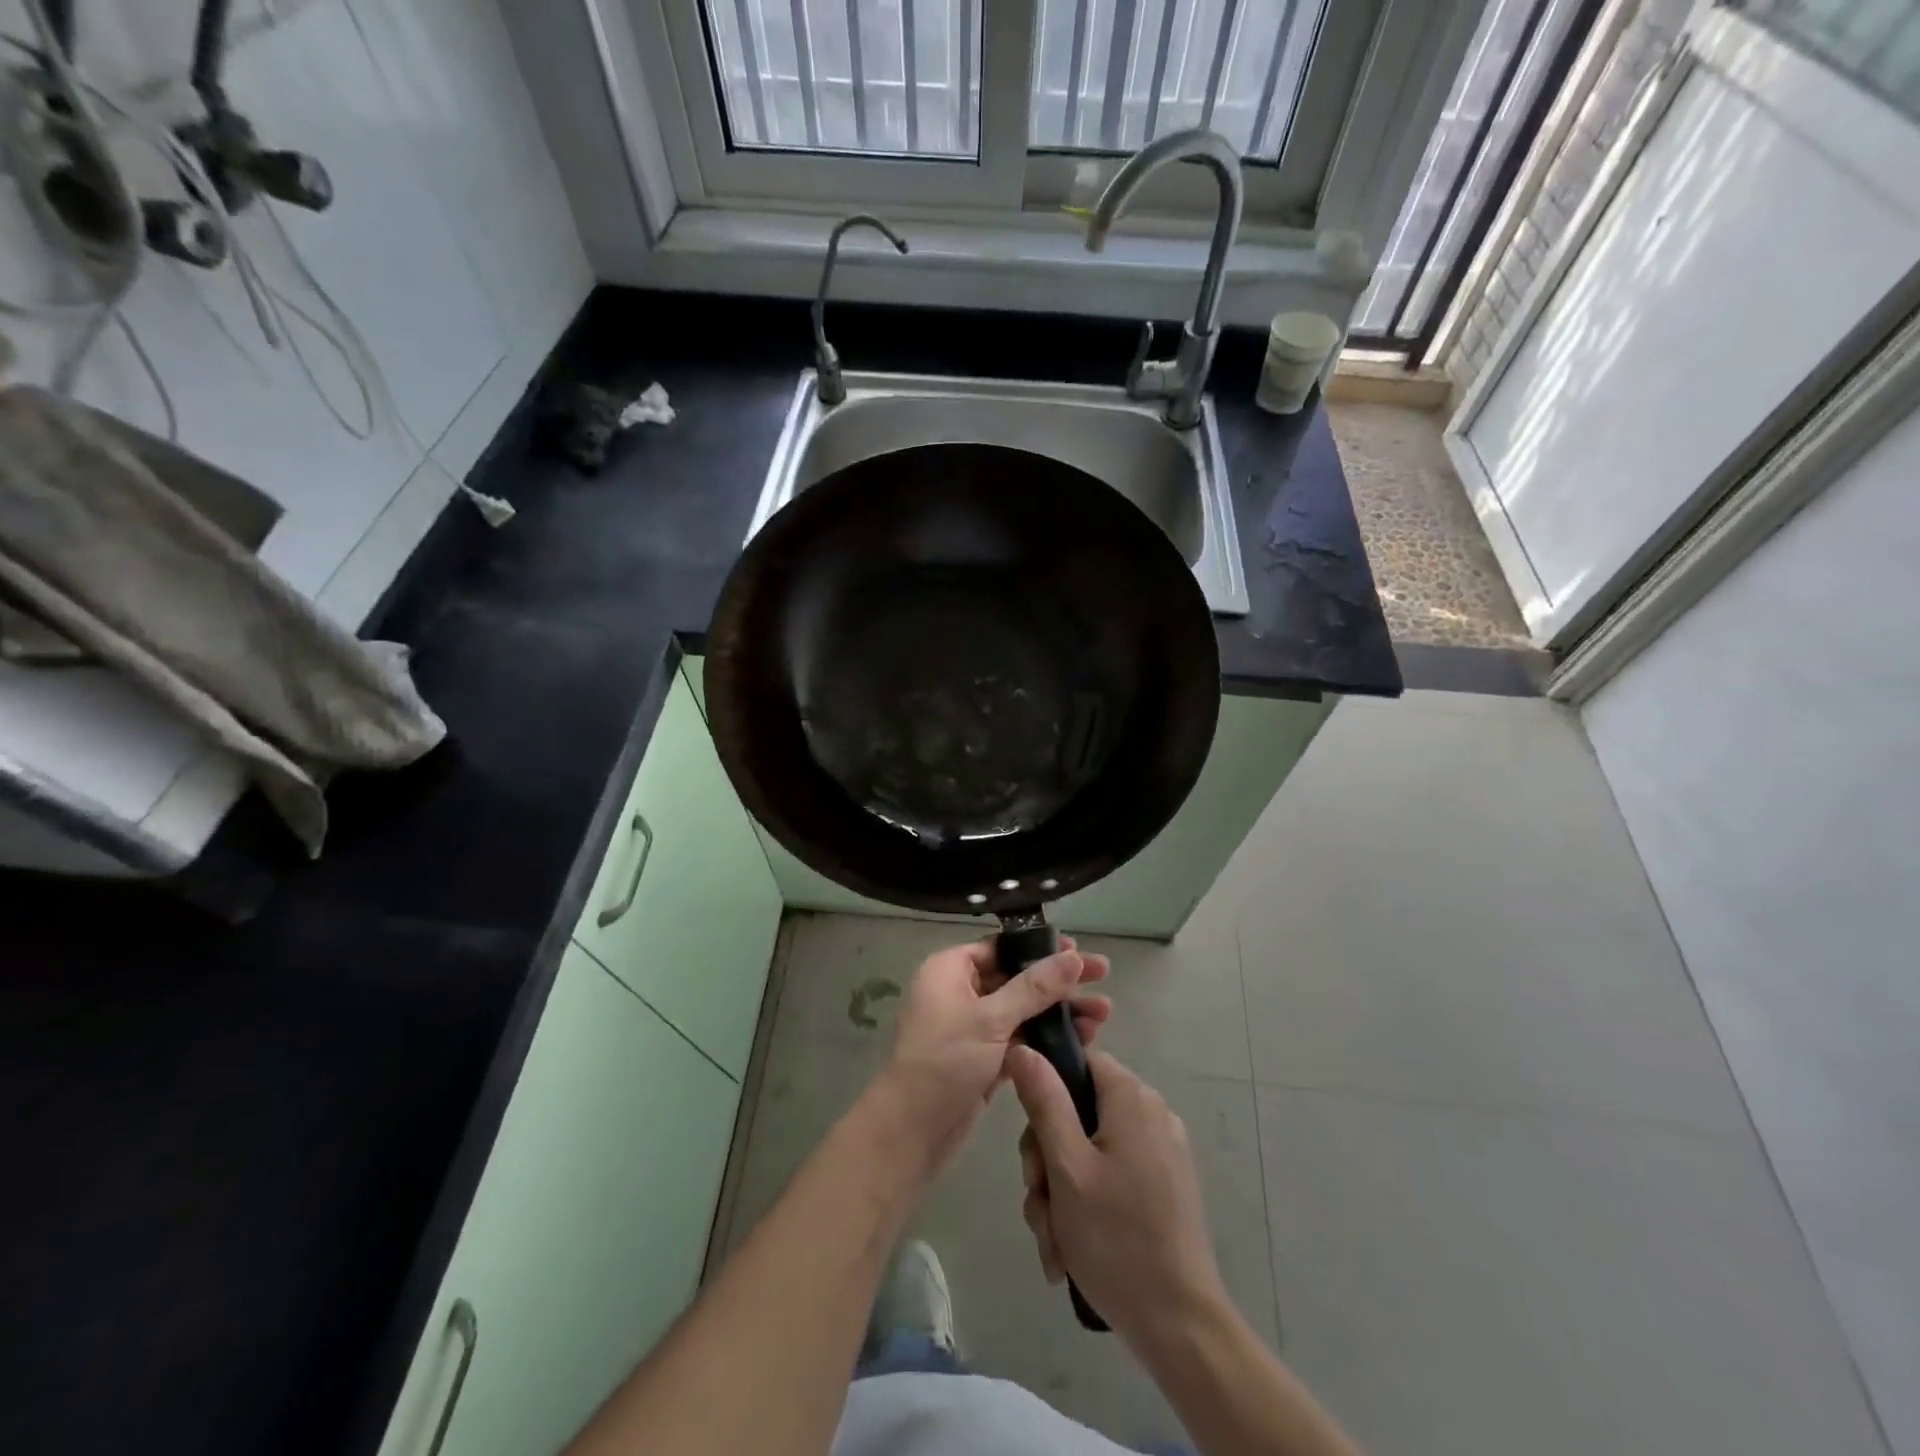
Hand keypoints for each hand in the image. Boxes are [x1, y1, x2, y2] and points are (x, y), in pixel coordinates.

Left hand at [871, 936, 1110, 1176]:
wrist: (910, 1132)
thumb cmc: (945, 1062)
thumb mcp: (991, 1019)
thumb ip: (1035, 988)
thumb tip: (1073, 956)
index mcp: (950, 969)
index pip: (1001, 946)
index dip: (1040, 947)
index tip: (1079, 951)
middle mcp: (959, 992)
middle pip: (1016, 977)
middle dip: (1058, 982)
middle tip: (1104, 976)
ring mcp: (971, 1028)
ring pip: (1022, 1010)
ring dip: (1059, 1011)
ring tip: (1104, 1015)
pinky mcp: (983, 1059)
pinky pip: (1020, 1039)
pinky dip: (1046, 1039)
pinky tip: (1082, 1041)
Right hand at [1009, 1047, 1228, 1352]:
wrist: (1180, 1326)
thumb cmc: (1117, 1238)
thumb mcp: (1067, 1166)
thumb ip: (1044, 1101)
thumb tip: (1023, 1047)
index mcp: (1132, 1098)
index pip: (1078, 1062)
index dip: (1046, 1091)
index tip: (1031, 1140)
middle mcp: (1151, 1114)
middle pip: (1078, 1112)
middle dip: (1047, 1160)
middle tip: (1039, 1202)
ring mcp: (1161, 1152)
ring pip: (1088, 1151)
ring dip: (1060, 1193)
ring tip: (1054, 1242)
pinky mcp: (1164, 1187)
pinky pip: (1111, 1177)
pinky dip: (1086, 1205)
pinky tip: (1070, 1250)